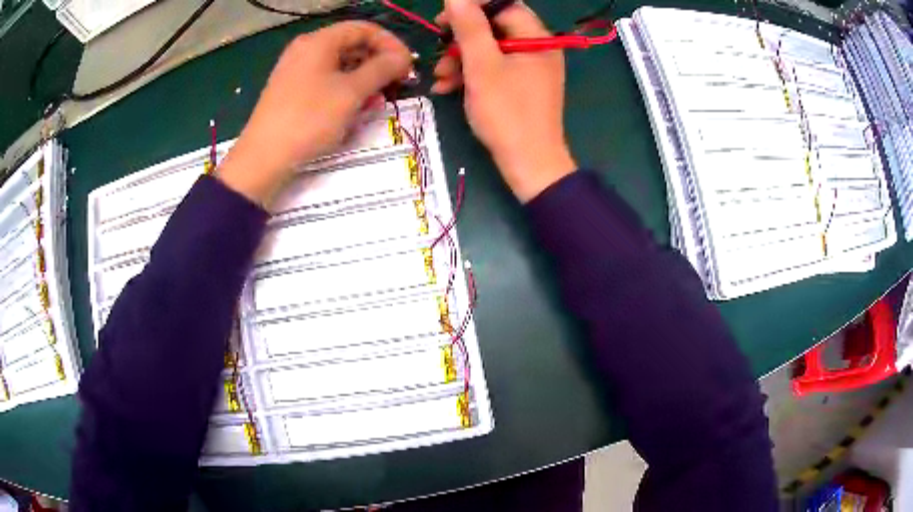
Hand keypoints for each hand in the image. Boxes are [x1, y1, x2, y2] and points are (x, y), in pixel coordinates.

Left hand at [217, 22, 412, 208]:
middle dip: (378, 63)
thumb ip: (382, 69)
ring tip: (377, 101)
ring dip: (364, 79)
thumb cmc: (309, 119)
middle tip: (396, 85)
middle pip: (352, 45)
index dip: (391, 44)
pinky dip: (345, 90)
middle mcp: (306, 49)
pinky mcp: (292, 91)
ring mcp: (296, 70)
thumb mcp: (351, 93)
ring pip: (340, 65)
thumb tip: (403, 58)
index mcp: (319, 41)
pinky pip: (326, 81)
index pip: (364, 29)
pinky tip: (354, 109)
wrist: (263, 159)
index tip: (407, 67)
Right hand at [433, 0, 575, 202]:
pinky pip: (495, 68)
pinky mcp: (522, 85)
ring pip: (490, 49)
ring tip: (440, 78)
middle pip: (494, 28)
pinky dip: (472, 75)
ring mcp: (530, 68)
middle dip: (461, 39)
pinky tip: (448, 88)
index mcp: (536, 37)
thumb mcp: (482, 65)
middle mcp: (537, 48)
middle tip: (438, 47)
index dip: (471, 8)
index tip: (442, 20)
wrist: (529, 164)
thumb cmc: (506, 112)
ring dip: (461, 60)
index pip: (503, 6)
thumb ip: (469, 27)